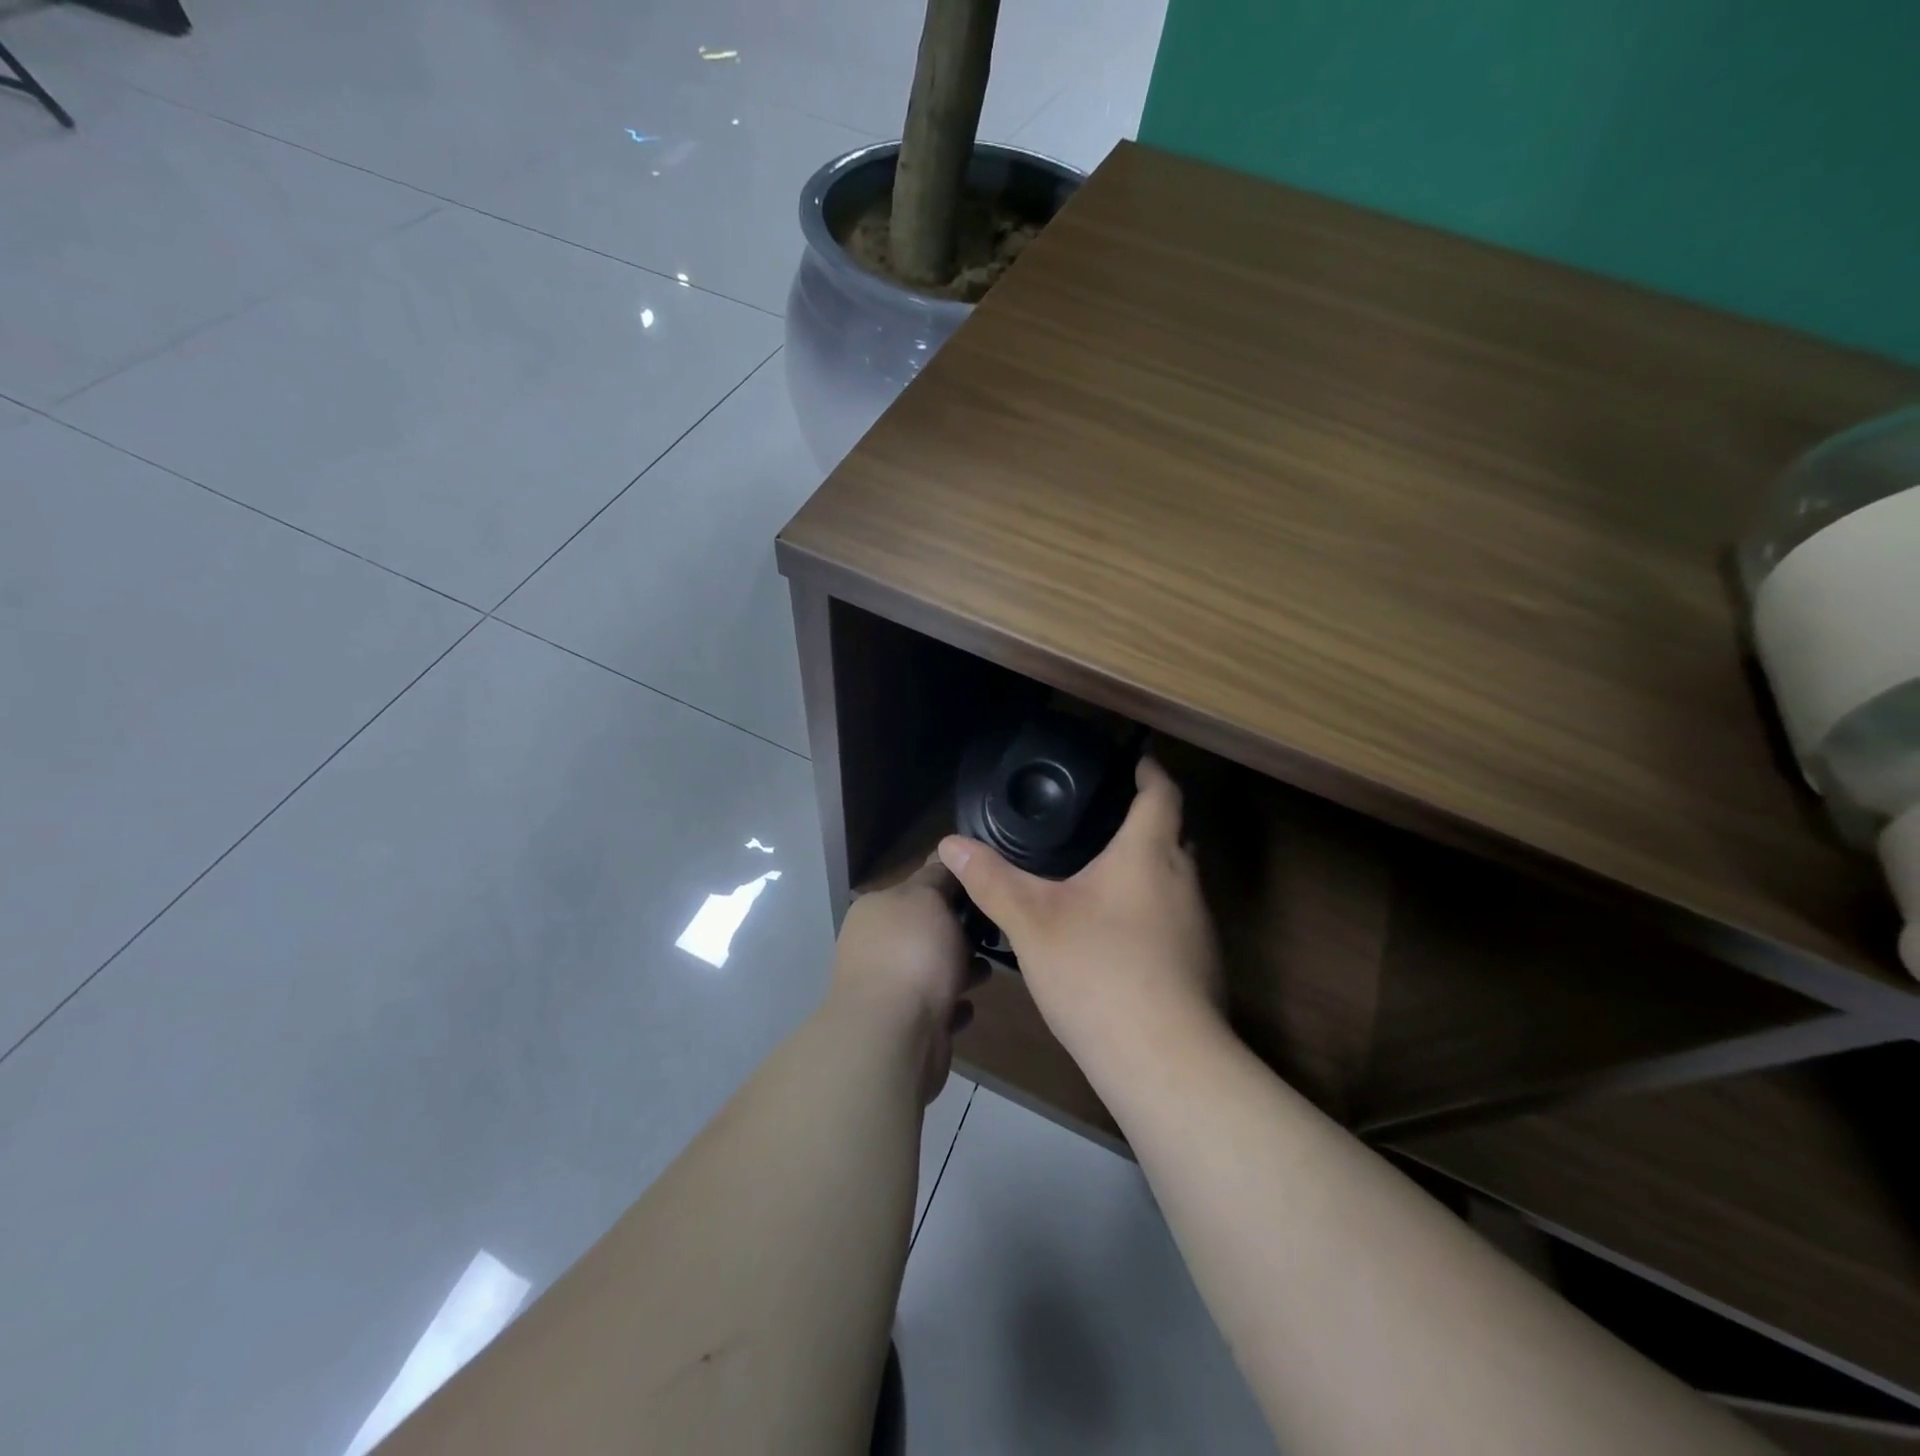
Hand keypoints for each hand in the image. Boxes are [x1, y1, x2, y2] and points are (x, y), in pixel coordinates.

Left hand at [831, 857, 982, 1103]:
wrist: (893, 1036)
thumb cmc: (912, 953)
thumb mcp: (928, 898)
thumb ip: (939, 876)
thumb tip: (946, 854)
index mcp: (876, 909)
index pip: (918, 887)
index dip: (953, 886)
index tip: (988, 889)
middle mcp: (874, 945)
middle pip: (927, 929)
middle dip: (961, 933)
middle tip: (996, 934)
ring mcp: (885, 987)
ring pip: (932, 969)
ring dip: (961, 970)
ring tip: (988, 973)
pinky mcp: (901, 1026)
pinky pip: (935, 1007)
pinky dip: (953, 1005)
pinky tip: (969, 1007)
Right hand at [937, 757, 1225, 1092]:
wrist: (1163, 1061)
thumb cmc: (1097, 971)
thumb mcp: (1031, 922)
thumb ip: (991, 879)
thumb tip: (950, 843)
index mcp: (1148, 855)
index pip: (1162, 794)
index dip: (1151, 771)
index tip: (1137, 760)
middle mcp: (1184, 882)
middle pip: (1174, 835)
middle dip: (1147, 822)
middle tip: (1105, 819)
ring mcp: (1199, 928)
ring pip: (1176, 881)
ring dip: (1149, 871)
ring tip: (1105, 875)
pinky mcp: (1202, 967)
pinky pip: (1176, 921)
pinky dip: (1152, 912)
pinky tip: (1118, 938)